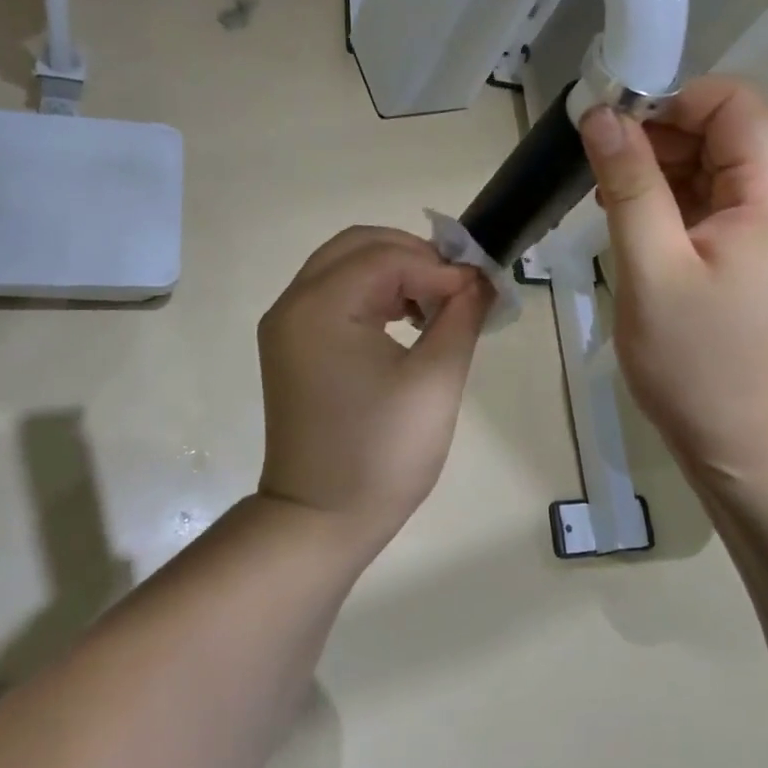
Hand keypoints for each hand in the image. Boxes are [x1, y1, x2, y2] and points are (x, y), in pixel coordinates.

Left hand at [257, 227, 492, 549]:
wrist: (320, 521)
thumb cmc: (381, 454)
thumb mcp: (435, 380)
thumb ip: (461, 316)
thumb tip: (480, 280)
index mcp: (321, 307)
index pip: (387, 257)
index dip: (439, 266)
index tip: (480, 290)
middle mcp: (294, 303)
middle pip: (358, 246)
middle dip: (414, 255)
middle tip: (457, 285)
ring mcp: (287, 325)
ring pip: (345, 266)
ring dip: (394, 271)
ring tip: (437, 301)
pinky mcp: (292, 345)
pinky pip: (334, 294)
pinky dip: (372, 292)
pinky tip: (406, 318)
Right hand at [579, 77, 767, 480]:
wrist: (757, 455)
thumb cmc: (702, 365)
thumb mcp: (651, 269)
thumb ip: (628, 183)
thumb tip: (602, 114)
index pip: (733, 102)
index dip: (671, 101)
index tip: (613, 130)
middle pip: (727, 132)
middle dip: (662, 138)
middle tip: (603, 175)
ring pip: (718, 170)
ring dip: (664, 175)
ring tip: (612, 207)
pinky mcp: (765, 260)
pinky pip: (719, 208)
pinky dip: (677, 207)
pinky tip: (638, 233)